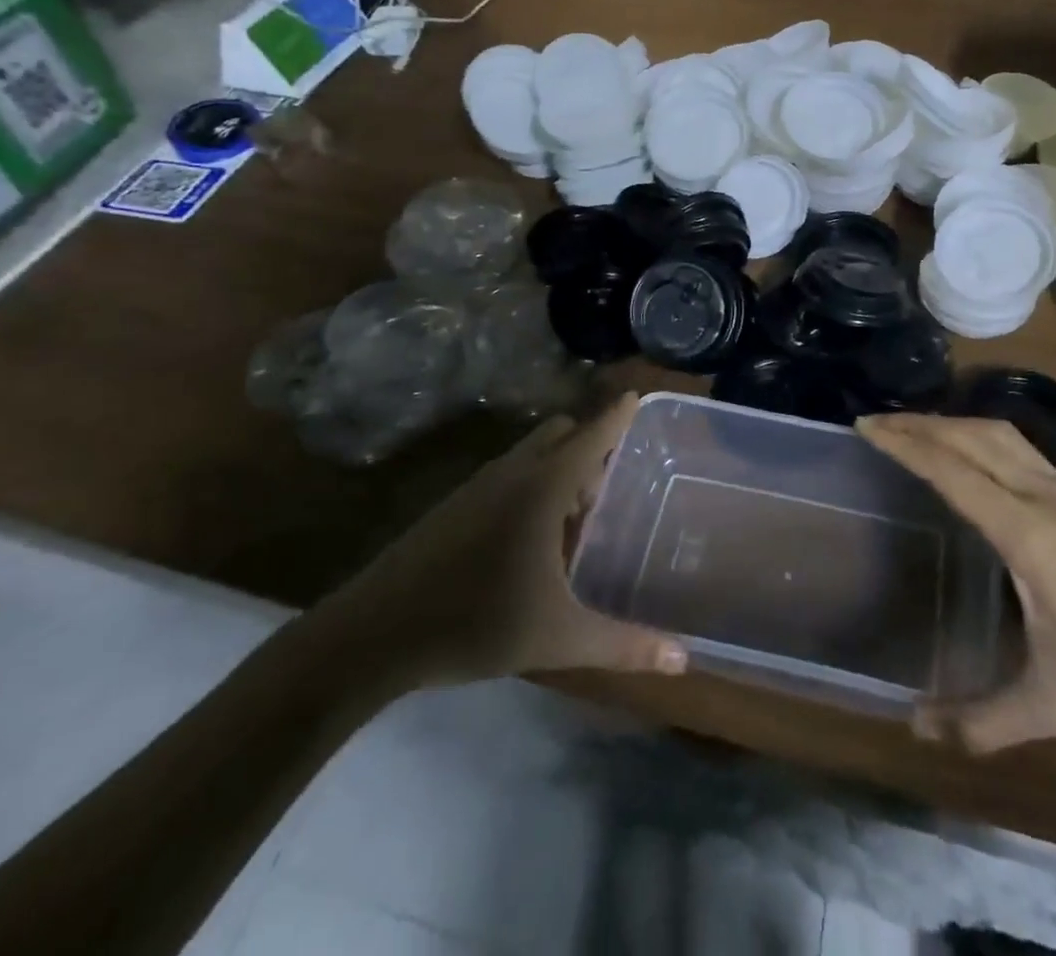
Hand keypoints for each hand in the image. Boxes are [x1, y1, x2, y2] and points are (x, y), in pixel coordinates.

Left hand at [316, 395, 685, 696]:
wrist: (374, 633)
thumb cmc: (475, 622)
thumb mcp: (557, 637)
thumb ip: (622, 644)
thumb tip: (682, 660)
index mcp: (542, 486)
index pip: (592, 434)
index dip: (617, 415)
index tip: (638, 395)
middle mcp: (512, 471)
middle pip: (560, 434)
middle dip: (589, 448)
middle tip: (609, 491)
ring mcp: (478, 485)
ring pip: (531, 454)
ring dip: (558, 470)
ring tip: (575, 521)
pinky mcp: (454, 503)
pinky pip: (507, 474)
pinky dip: (530, 486)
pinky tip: (529, 541)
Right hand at [858, 414, 1055, 751]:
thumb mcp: (1055, 703)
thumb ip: (985, 718)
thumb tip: (917, 730)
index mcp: (1026, 530)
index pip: (952, 470)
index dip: (906, 444)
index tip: (867, 426)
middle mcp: (1044, 496)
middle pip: (973, 436)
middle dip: (922, 423)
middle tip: (879, 422)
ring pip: (1003, 436)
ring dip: (955, 424)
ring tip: (921, 431)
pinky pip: (1025, 451)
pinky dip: (985, 440)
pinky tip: (982, 463)